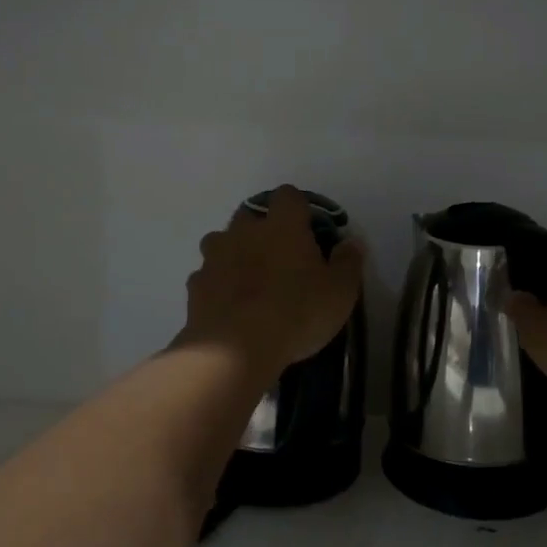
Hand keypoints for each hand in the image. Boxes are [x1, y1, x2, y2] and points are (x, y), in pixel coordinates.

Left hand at [178, 186, 365, 384]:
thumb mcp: (340, 292)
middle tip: (281, 258)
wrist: (234, 350)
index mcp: (282, 225)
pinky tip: (231, 306)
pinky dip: (219, 284)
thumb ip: (348, 262)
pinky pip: (208, 275)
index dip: (299, 209)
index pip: (289, 195)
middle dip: (263, 229)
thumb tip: (351, 242)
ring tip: (252, 282)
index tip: (309, 231)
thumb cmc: (296, 313)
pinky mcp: (195, 285)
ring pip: (223, 242)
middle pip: (251, 214)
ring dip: (236, 253)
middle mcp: (244, 231)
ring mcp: (214, 257)